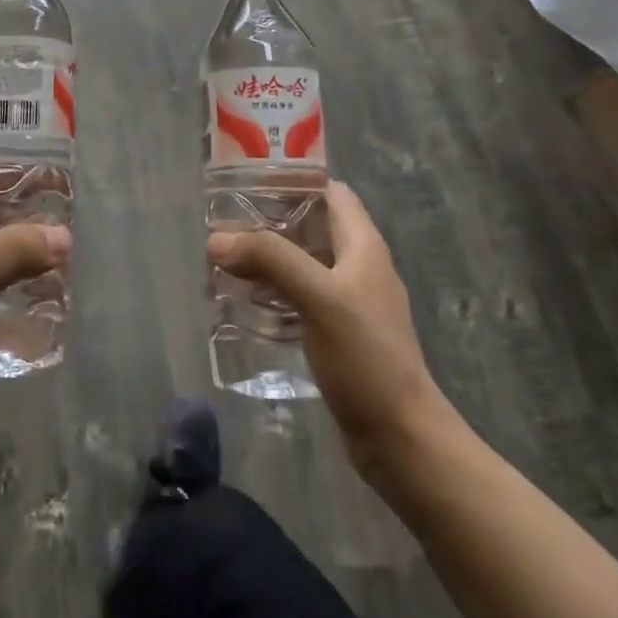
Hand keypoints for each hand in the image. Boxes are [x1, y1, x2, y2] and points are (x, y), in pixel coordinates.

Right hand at [207, 182, 443, 483]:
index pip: (331, 192)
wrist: (400, 438)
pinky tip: (243, 301)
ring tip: (225, 258)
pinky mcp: (337, 333)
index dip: (295, 180)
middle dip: (270, 220)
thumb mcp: (319, 298)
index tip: (250, 179)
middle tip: (225, 221)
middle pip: (311, 226)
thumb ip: (271, 261)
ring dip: (268, 257)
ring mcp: (349, 302)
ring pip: (302, 263)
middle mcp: (358, 267)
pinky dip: (272, 291)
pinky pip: (299, 297)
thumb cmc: (367, 358)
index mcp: (363, 246)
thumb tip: (217, 239)